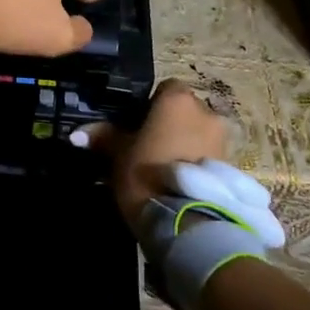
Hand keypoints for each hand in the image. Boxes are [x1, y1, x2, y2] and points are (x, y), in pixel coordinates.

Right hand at [90, 80, 229, 223]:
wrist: (187, 221)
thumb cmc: (147, 173)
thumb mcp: (118, 153)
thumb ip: (102, 136)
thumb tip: (77, 133)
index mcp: (177, 99)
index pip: (165, 88)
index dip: (150, 106)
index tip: (135, 126)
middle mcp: (206, 111)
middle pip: (184, 111)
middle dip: (169, 126)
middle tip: (147, 149)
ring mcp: (223, 139)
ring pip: (198, 134)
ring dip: (184, 145)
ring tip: (164, 170)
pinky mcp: (232, 167)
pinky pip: (207, 156)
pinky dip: (195, 163)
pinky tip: (178, 183)